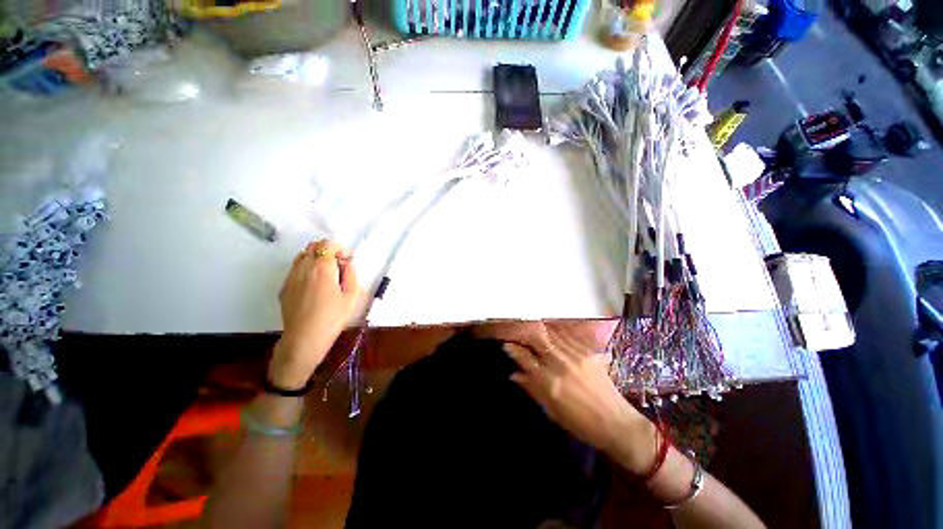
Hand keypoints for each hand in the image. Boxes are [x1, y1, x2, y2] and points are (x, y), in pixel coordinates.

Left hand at [271, 240, 361, 389]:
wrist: (304, 338)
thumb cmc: (333, 317)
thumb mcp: (352, 295)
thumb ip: (350, 274)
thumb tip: (347, 262)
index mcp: (322, 268)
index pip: (327, 245)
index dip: (339, 248)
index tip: (347, 260)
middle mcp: (304, 267)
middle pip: (312, 246)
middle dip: (327, 250)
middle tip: (338, 265)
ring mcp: (291, 276)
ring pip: (302, 255)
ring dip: (315, 257)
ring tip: (325, 273)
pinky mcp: (284, 287)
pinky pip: (295, 268)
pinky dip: (305, 267)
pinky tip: (313, 284)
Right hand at [502, 322, 657, 473]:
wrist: (616, 423)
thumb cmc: (581, 423)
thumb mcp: (552, 411)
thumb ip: (532, 389)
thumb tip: (513, 374)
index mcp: (550, 383)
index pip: (525, 359)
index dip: (513, 350)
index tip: (507, 345)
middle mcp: (561, 365)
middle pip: (537, 340)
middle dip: (525, 334)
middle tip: (519, 333)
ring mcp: (576, 356)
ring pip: (551, 334)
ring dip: (539, 330)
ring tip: (532, 328)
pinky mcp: (588, 353)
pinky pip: (567, 337)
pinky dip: (556, 333)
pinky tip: (552, 333)